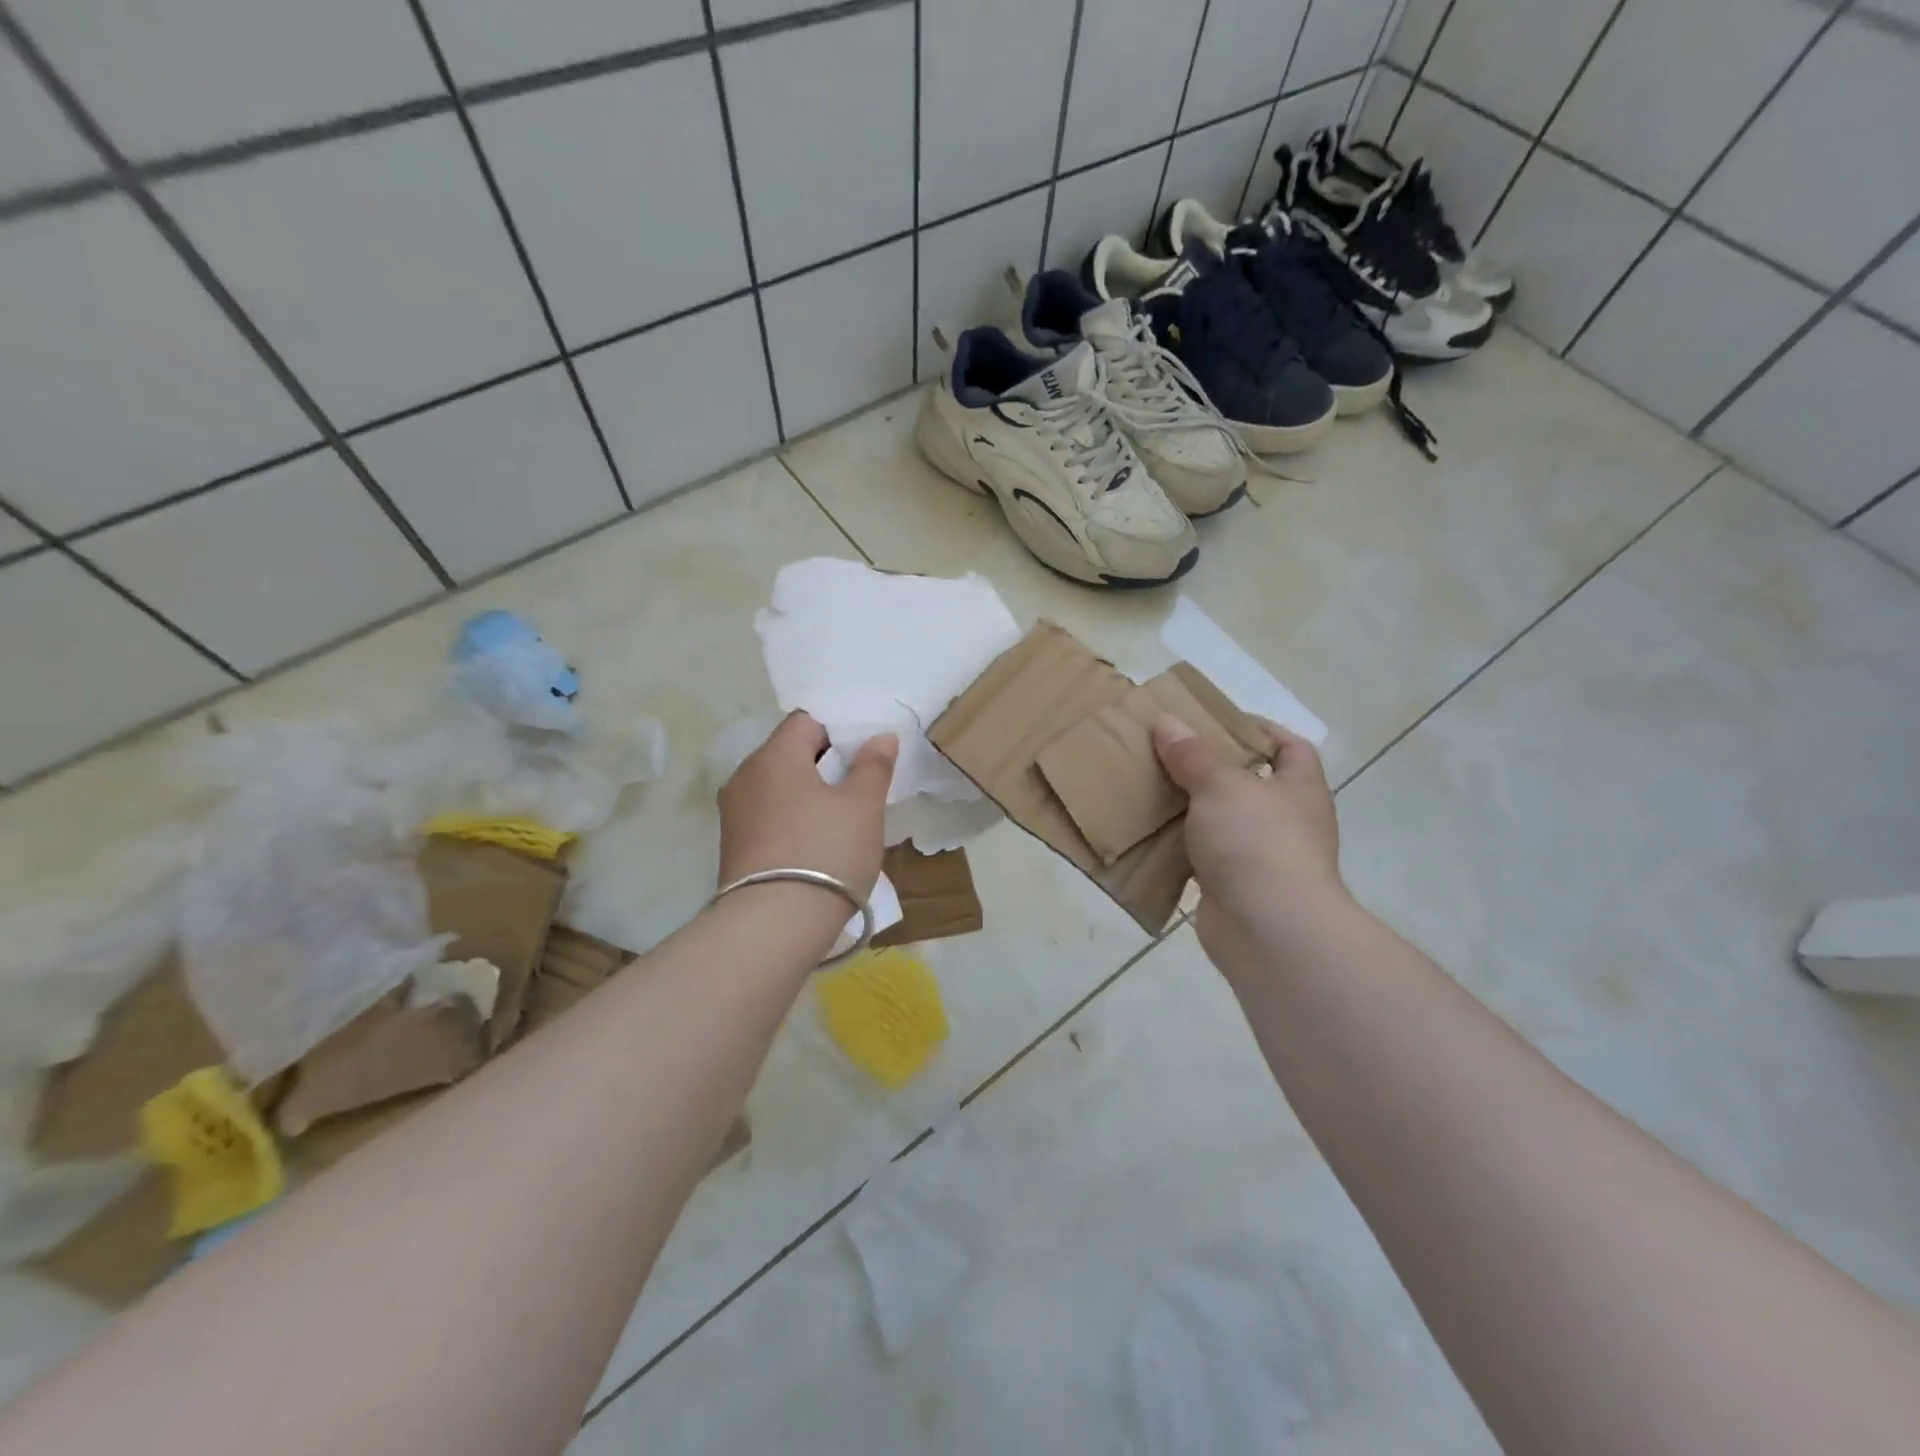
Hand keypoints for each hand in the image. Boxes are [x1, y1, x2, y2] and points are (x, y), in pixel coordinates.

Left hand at [718, 712, 897, 901]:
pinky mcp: (732, 847)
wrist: (773, 926)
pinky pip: (768, 817)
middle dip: (825, 765)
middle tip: (860, 789)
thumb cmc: (826, 852)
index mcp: (775, 755)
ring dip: (808, 796)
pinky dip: (792, 821)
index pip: (806, 721)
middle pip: (789, 754)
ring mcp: (733, 813)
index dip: (838, 731)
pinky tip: (815, 846)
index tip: (864, 757)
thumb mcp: (863, 806)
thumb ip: (873, 766)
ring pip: (778, 788)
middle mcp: (745, 776)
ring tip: (840, 821)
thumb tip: (879, 737)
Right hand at [1153, 715, 1349, 967]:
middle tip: (1170, 753)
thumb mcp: (1219, 785)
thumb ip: (1191, 755)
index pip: (1291, 746)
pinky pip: (1206, 857)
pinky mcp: (1237, 886)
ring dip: (1193, 810)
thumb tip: (1166, 721)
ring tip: (1152, 788)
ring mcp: (1264, 857)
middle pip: (1251, 783)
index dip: (1259, 729)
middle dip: (1212, 769)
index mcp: (1299, 788)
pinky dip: (1183, 847)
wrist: (1269, 928)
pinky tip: (1151, 834)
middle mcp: (1289, 820)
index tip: (1215, 721)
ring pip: (1224, 822)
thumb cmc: (1256, 841)